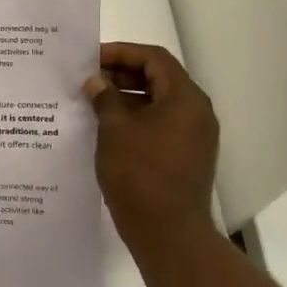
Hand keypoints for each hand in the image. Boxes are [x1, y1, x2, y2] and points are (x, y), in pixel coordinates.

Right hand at [83, 42, 219, 240]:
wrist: (168, 234)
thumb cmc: (140, 174)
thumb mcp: (115, 130)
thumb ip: (105, 98)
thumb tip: (96, 82)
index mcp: (185, 98)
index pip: (154, 59)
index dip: (121, 53)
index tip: (91, 59)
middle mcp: (196, 113)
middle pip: (159, 78)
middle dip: (122, 75)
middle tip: (89, 80)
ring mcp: (194, 137)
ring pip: (158, 103)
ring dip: (127, 98)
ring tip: (92, 103)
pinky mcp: (186, 157)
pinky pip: (160, 125)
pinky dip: (135, 119)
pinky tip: (107, 128)